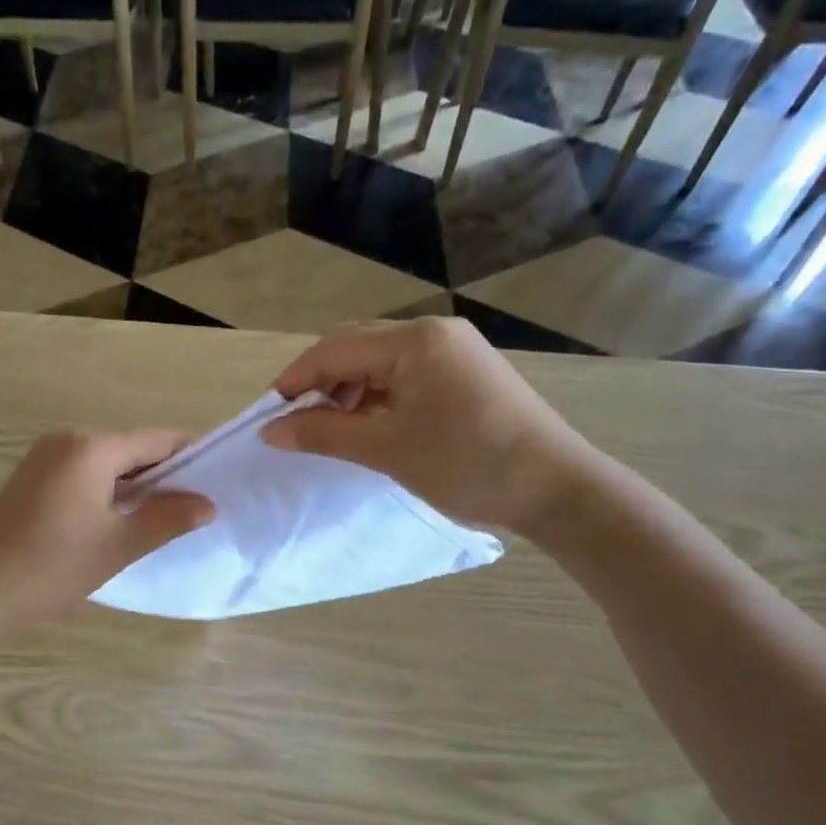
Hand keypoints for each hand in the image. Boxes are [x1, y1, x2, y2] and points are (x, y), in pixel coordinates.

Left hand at [0, 429, 214, 632]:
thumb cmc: (52, 567)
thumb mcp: (118, 545)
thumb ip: (168, 519)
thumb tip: (208, 504)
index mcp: (91, 447)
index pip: (158, 440)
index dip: (191, 459)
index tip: (216, 484)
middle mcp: (67, 439)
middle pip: (132, 448)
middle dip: (164, 476)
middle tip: (193, 510)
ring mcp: (45, 456)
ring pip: (108, 462)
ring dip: (136, 486)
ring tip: (163, 519)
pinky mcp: (32, 477)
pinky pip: (84, 473)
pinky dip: (107, 490)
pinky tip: (119, 519)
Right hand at [259, 318, 602, 536]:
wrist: (557, 490)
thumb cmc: (466, 464)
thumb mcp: (385, 449)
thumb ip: (322, 433)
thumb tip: (270, 431)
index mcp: (415, 341)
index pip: (334, 349)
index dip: (295, 380)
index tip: (268, 416)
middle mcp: (434, 334)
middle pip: (356, 349)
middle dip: (320, 385)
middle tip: (297, 426)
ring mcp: (454, 352)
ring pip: (379, 364)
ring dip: (347, 394)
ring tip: (332, 432)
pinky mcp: (466, 374)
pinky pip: (405, 377)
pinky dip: (377, 399)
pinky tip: (369, 429)